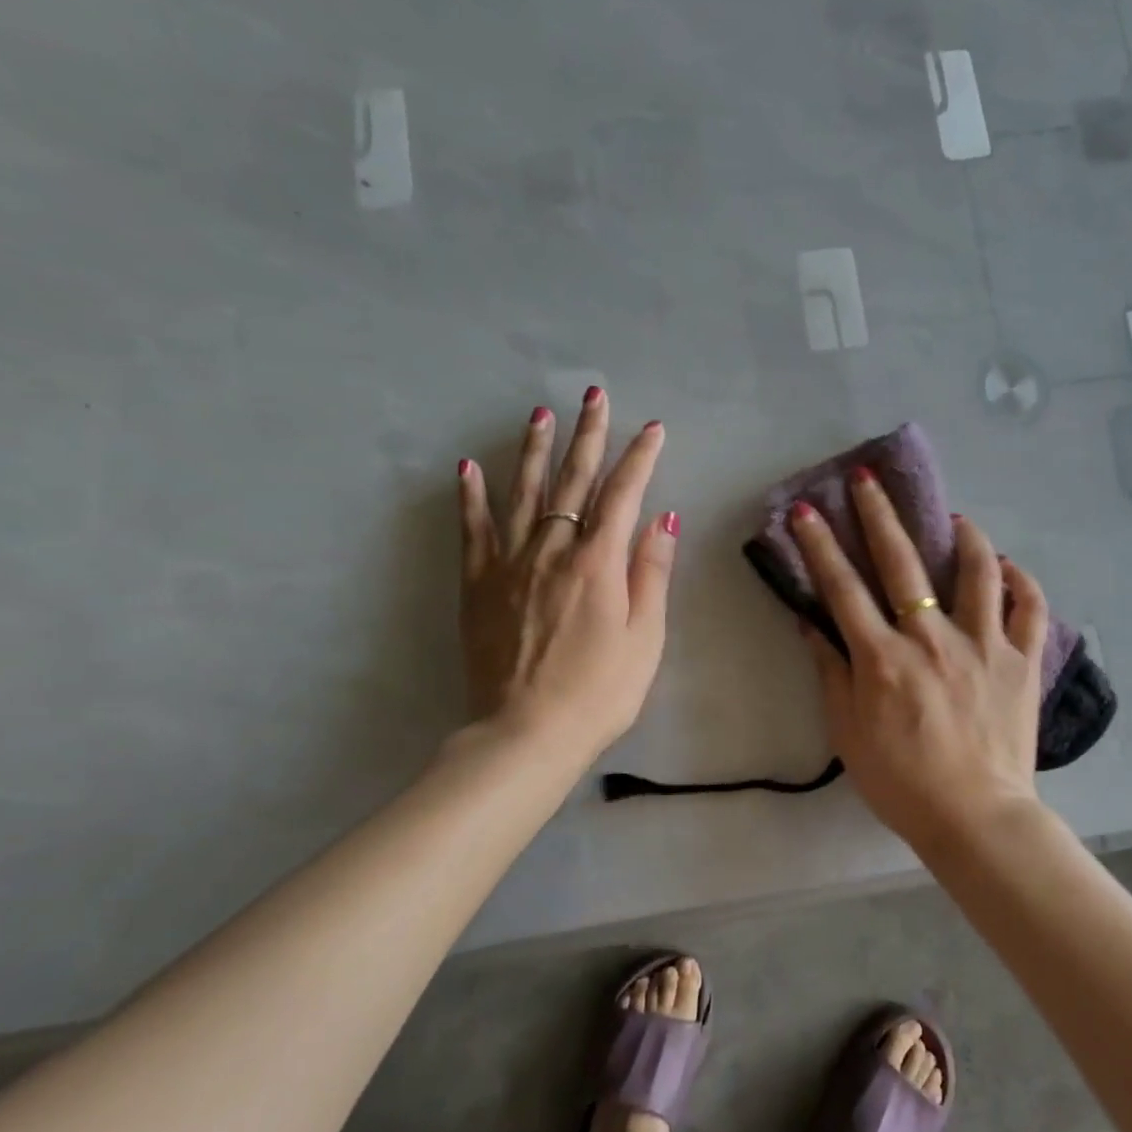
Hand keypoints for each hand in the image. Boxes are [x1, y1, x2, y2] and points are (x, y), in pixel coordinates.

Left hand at [457, 390, 676, 761]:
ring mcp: (509, 564)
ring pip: (523, 493)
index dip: (640, 458)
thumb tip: (663, 516)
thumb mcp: (645, 637)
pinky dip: (472, 497)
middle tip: (594, 396)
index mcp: (598, 563)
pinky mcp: (478, 585)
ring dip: (534, 450)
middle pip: (572, 481)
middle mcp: (552, 550)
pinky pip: (473, 530)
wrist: (526, 734)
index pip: (623, 495)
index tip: (652, 428)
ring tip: (540, 414)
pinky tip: (468, 468)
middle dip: (587, 436)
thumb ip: (651, 572)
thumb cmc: (600, 692)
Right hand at [788, 469, 1048, 845]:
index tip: (806, 511)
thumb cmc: (902, 782)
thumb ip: (831, 673)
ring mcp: (984, 646)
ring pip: (977, 572)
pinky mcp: (1023, 660)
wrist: (975, 818)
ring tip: (954, 517)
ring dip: (964, 536)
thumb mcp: (848, 733)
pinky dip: (1019, 580)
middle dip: (879, 515)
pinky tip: (1006, 567)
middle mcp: (932, 640)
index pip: (843, 590)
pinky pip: (1029, 607)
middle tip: (868, 479)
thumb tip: (811, 623)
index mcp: (884, 659)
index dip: (820, 547)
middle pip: (902, 564)